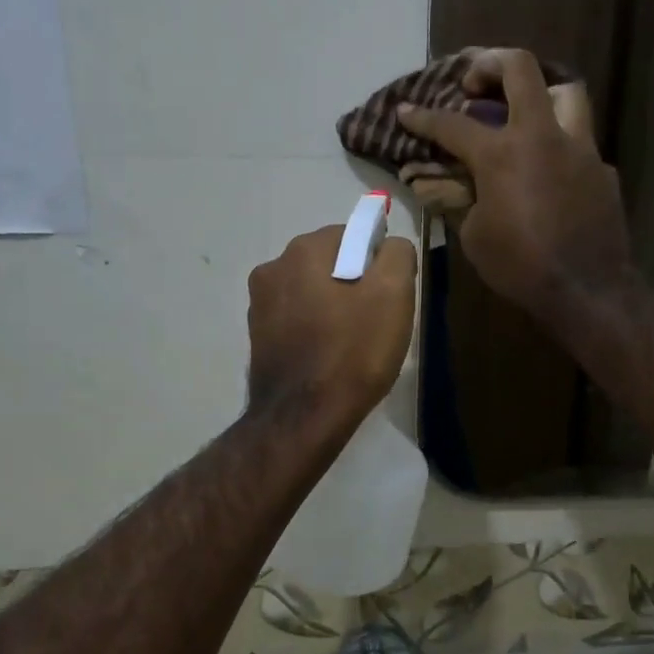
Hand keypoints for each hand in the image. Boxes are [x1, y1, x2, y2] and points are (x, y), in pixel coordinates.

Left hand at [246, 225, 417, 431]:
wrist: (304, 418)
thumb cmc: (353, 352)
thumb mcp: (394, 294)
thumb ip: (397, 254)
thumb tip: (389, 246)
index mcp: (305, 249)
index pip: (354, 235)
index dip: (378, 263)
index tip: (389, 296)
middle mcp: (273, 266)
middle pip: (330, 262)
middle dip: (354, 283)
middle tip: (375, 321)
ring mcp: (259, 303)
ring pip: (311, 291)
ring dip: (333, 306)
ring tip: (351, 344)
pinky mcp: (257, 335)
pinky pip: (296, 319)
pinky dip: (314, 328)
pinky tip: (328, 356)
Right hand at [400, 48, 634, 321]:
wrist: (586, 289)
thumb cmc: (520, 266)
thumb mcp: (473, 237)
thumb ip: (462, 201)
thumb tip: (456, 186)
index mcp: (502, 153)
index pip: (453, 124)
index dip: (423, 117)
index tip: (406, 111)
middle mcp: (542, 136)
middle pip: (521, 69)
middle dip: (491, 63)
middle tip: (475, 80)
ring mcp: (579, 148)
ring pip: (565, 92)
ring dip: (540, 92)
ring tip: (522, 110)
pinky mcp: (602, 169)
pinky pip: (579, 141)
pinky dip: (558, 144)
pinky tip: (548, 169)